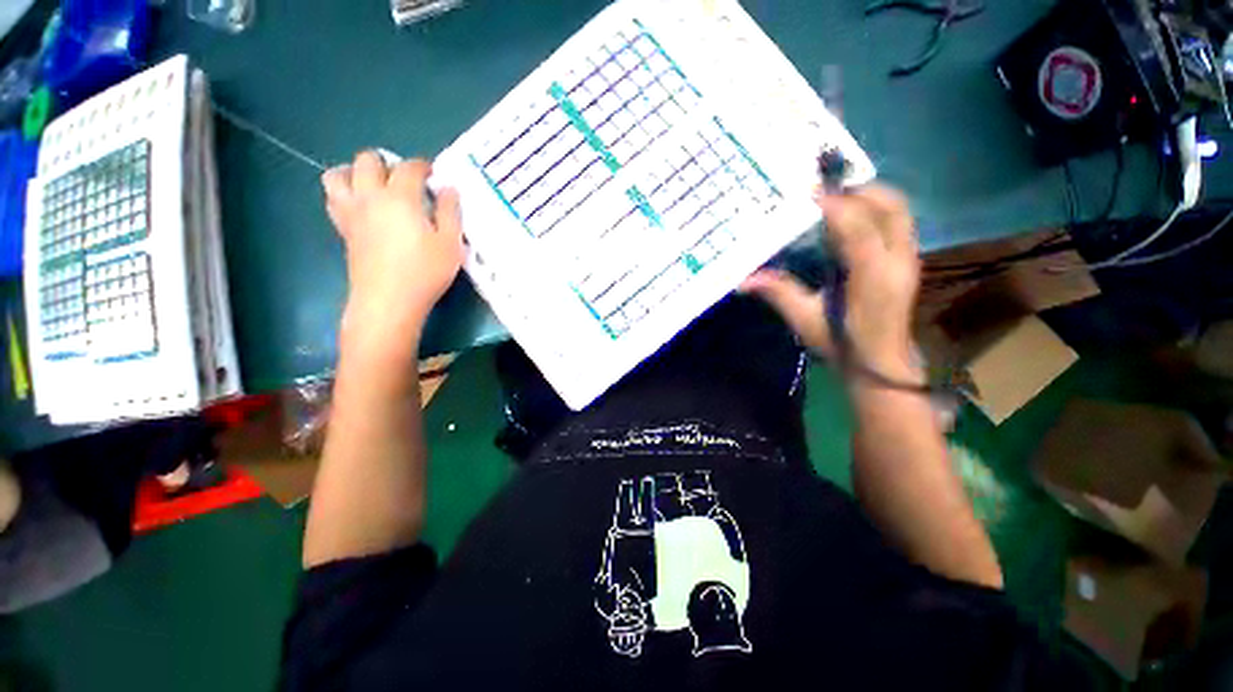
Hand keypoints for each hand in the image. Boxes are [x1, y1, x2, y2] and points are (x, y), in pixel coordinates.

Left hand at [322, 152, 463, 359]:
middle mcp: (370, 197)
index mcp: (400, 198)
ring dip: (355, 171)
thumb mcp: (451, 244)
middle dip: (387, 162)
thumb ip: (450, 212)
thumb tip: (448, 189)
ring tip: (374, 185)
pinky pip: (333, 198)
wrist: (388, 300)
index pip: (410, 168)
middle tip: (405, 180)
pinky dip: (344, 192)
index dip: (424, 166)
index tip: (434, 175)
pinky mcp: (343, 229)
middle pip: (368, 161)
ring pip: (338, 174)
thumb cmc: (425, 272)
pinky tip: (361, 205)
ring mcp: (351, 212)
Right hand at [742, 185, 920, 379]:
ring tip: (835, 197)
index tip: (806, 193)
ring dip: (867, 195)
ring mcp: (908, 258)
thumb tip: (742, 281)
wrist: (881, 364)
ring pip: (898, 209)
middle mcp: (897, 260)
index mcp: (872, 277)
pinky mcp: (908, 259)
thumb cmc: (842, 344)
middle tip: (823, 191)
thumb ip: (779, 294)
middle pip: (889, 206)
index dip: (834, 205)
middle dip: (856, 190)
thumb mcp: (805, 321)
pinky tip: (849, 216)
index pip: (857, 227)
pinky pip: (896, 220)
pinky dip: (874, 208)